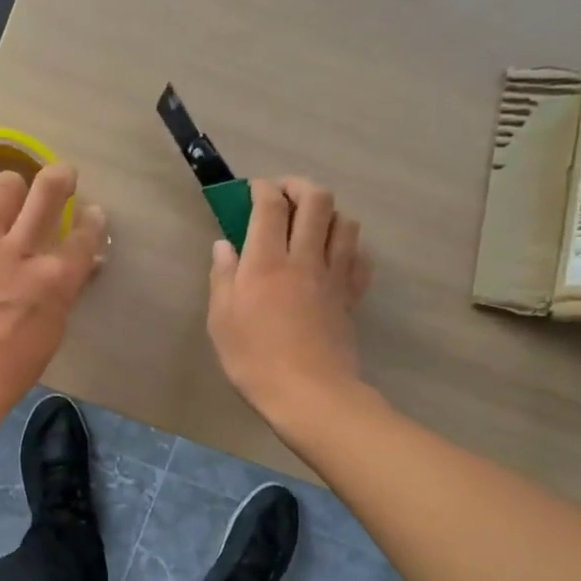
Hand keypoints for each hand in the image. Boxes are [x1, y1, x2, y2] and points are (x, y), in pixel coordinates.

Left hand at [0, 164, 109, 412]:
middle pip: (48, 192)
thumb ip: (65, 289)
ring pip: (4, 186)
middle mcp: (23, 252)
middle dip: (60, 177)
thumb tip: (77, 264)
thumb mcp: (55, 327)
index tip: (92, 213)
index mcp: (56, 278)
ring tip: (9, 196)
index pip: (85, 235)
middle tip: (61, 176)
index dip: (93, 219)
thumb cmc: (14, 362)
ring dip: (12, 188)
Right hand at [207, 177, 372, 424]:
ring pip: (345, 222)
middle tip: (283, 195)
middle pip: (316, 201)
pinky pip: (360, 257)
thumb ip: (222, 277)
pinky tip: (334, 256)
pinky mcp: (352, 296)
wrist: (309, 394)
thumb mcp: (221, 321)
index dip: (262, 189)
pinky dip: (349, 247)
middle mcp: (304, 258)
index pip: (270, 206)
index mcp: (266, 262)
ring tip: (311, 222)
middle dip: (299, 186)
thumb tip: (224, 245)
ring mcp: (334, 276)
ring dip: (328, 212)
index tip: (253, 190)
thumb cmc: (254, 359)